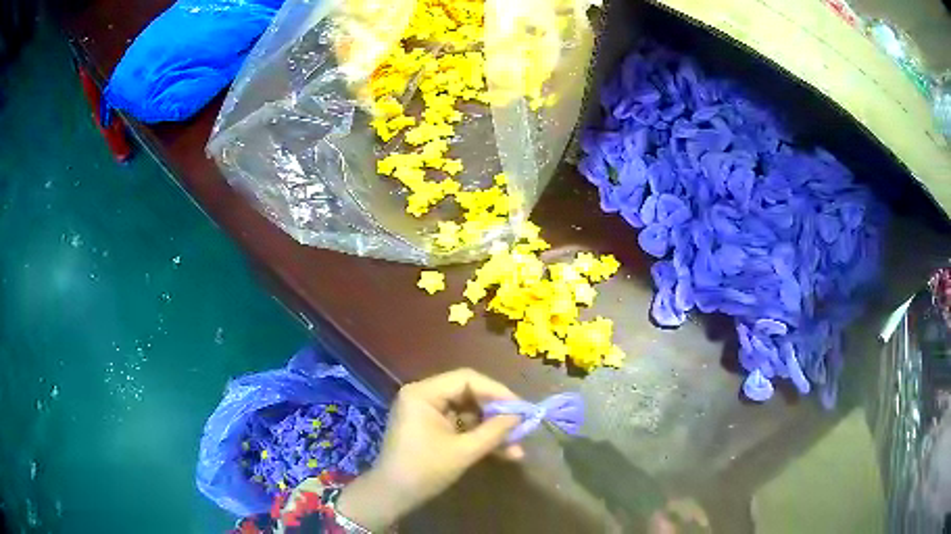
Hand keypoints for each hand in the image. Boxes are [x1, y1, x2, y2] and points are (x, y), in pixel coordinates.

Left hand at [337, 368, 522, 530]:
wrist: (393, 496)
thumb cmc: (424, 470)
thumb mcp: (463, 451)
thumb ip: (494, 431)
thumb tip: (520, 416)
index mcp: (423, 393)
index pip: (467, 379)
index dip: (497, 391)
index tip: (521, 408)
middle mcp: (423, 395)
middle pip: (468, 394)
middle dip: (496, 413)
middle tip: (521, 427)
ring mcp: (426, 412)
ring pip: (468, 412)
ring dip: (491, 429)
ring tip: (516, 447)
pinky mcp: (430, 428)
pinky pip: (460, 425)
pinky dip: (478, 437)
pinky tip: (502, 452)